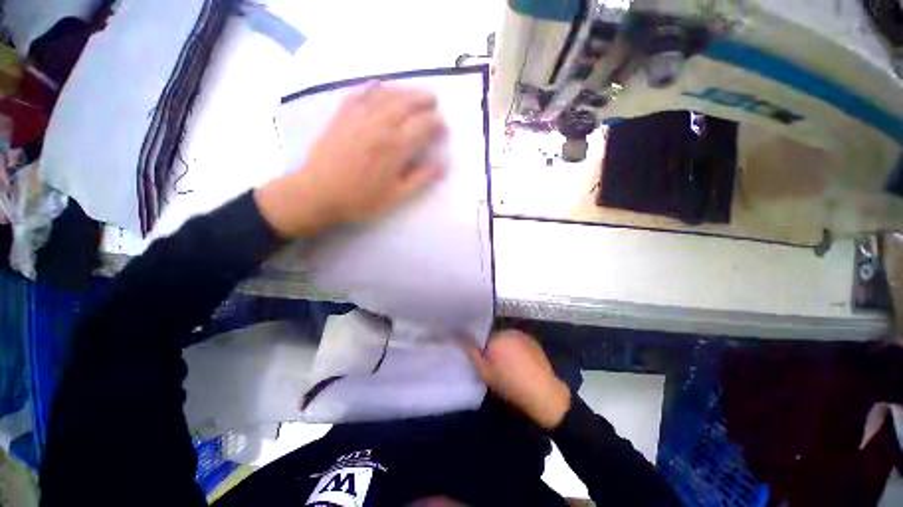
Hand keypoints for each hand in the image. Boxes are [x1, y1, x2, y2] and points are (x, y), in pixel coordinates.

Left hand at [255, 82, 445, 237]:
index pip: (423, 126)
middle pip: (406, 103)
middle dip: (423, 99)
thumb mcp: (396, 196)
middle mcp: (380, 126)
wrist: (318, 194)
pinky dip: (372, 87)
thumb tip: (442, 166)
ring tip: (412, 93)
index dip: (436, 124)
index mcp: (396, 147)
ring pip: (385, 94)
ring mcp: (358, 117)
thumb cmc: (361, 199)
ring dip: (403, 91)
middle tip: (433, 100)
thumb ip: (420, 179)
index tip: (442, 127)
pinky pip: (359, 94)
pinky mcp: (341, 116)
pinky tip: (378, 85)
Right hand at [466, 330, 571, 429]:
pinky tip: (521, 364)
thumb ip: (471, 352)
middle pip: (494, 338)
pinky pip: (518, 342)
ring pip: (507, 340)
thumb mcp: (485, 372)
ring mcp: (523, 335)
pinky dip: (516, 350)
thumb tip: (456, 334)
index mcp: (496, 337)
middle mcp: (509, 331)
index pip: (481, 337)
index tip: (484, 362)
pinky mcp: (533, 342)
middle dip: (493, 348)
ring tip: (509, 366)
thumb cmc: (510, 384)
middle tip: (495, 367)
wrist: (543, 394)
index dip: (481, 350)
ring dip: (505, 348)